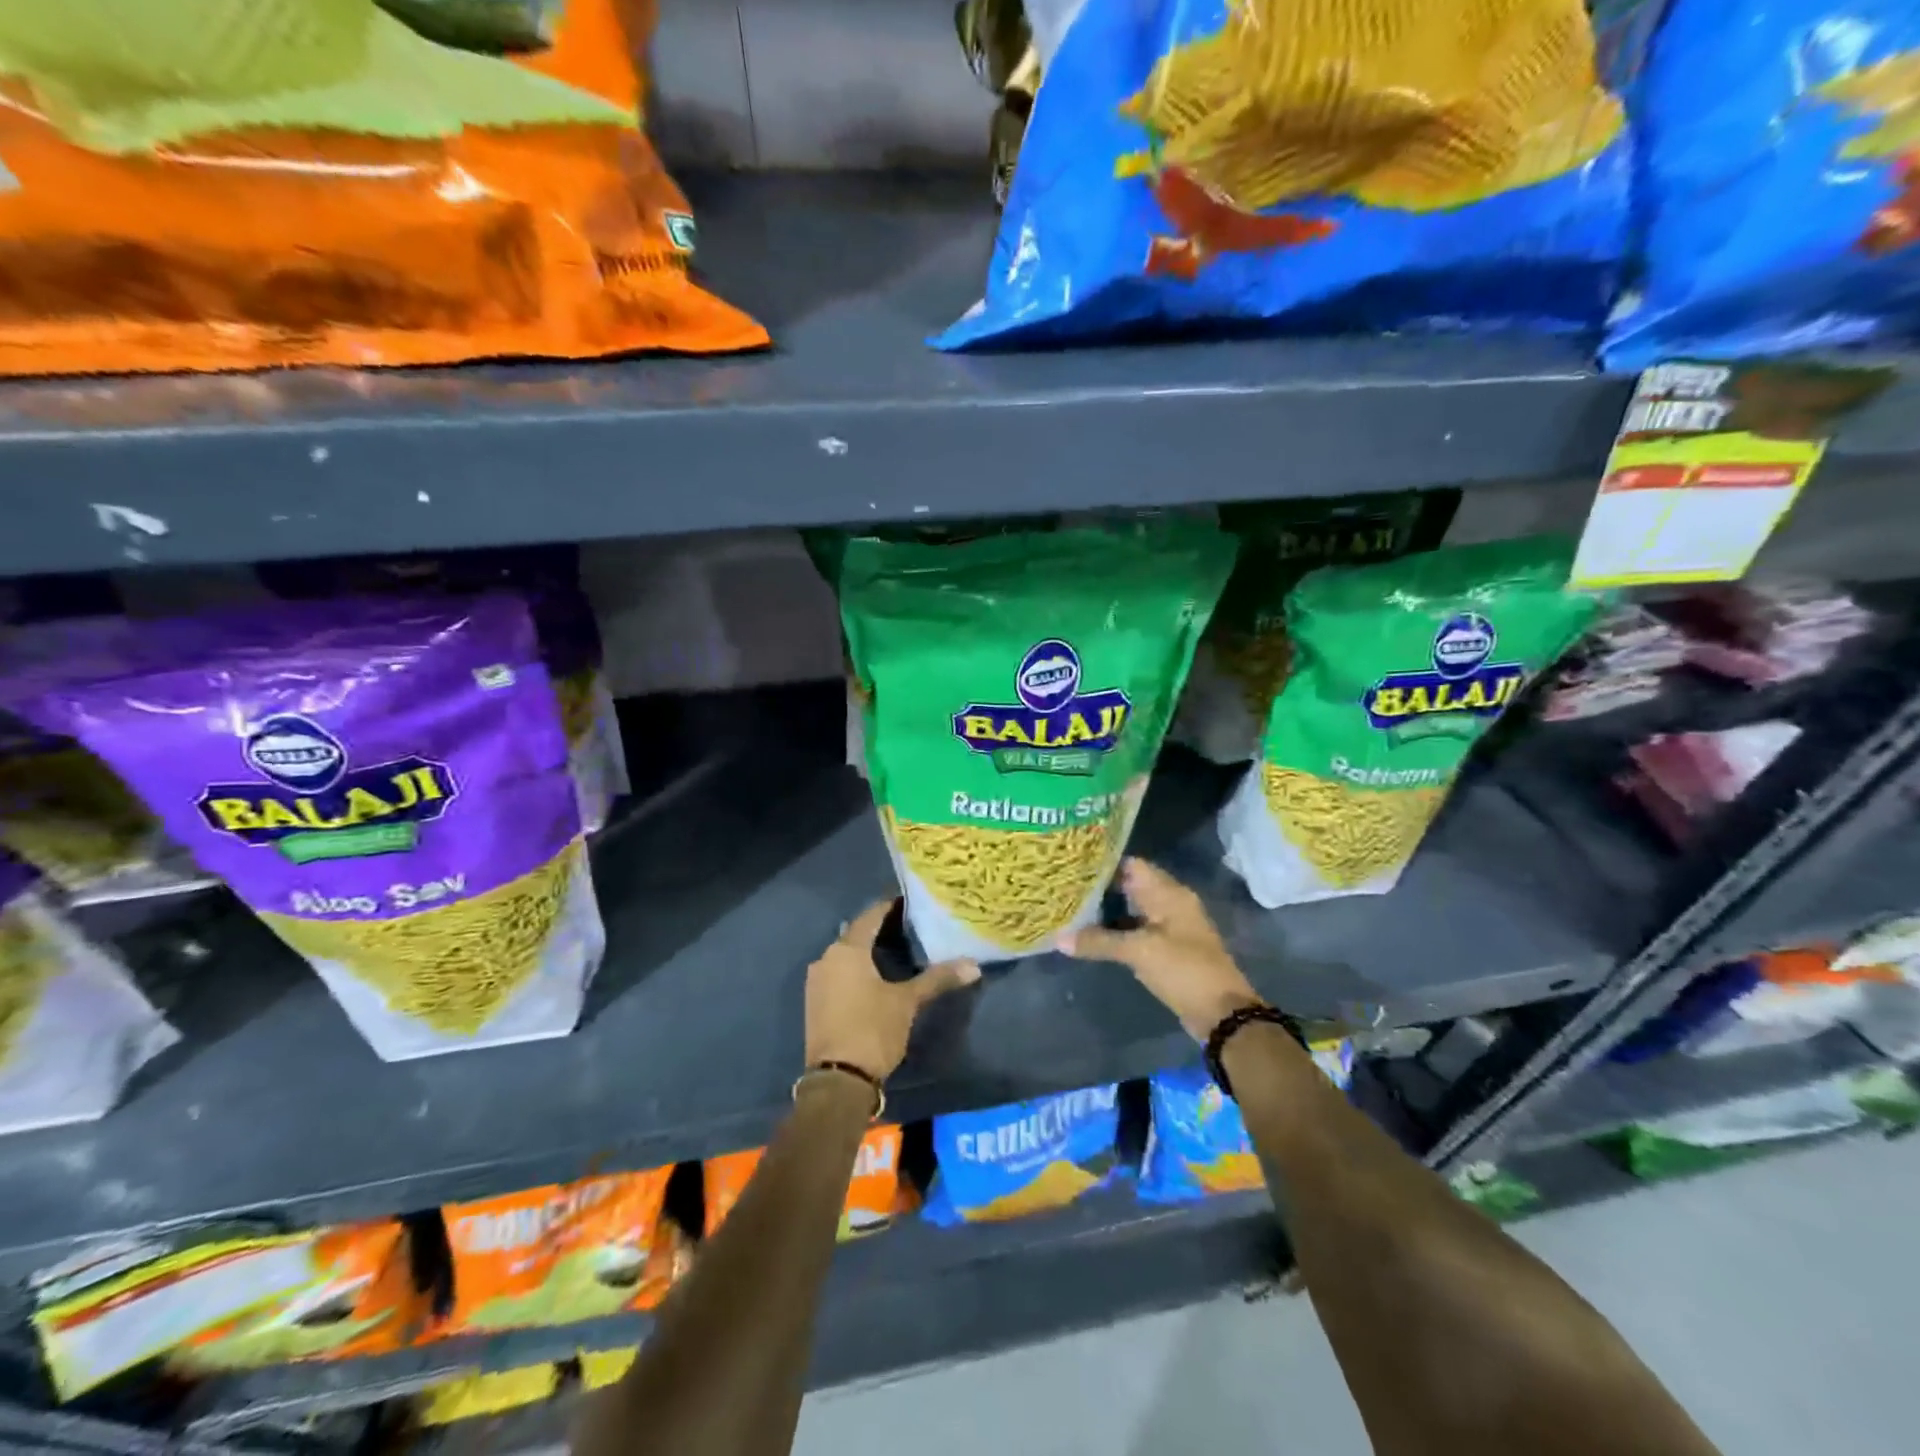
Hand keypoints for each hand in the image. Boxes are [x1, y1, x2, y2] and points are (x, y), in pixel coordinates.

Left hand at [805, 900, 980, 1081]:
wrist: (838, 1080)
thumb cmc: (872, 1030)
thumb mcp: (908, 1002)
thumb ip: (937, 979)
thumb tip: (974, 965)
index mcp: (847, 950)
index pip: (871, 916)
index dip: (890, 907)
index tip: (911, 902)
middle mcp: (826, 958)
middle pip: (856, 934)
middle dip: (880, 929)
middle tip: (909, 927)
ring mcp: (817, 982)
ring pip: (846, 956)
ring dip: (867, 951)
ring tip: (896, 950)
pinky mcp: (815, 1002)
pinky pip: (838, 974)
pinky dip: (856, 970)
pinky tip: (875, 977)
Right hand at [1058, 857, 1260, 1039]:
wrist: (1221, 1013)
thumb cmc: (1184, 969)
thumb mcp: (1139, 952)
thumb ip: (1099, 941)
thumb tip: (1058, 938)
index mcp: (1169, 893)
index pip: (1131, 864)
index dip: (1102, 863)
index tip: (1072, 866)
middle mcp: (1169, 903)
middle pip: (1129, 886)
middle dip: (1099, 888)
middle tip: (1064, 887)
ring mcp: (1169, 926)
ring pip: (1131, 909)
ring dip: (1105, 911)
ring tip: (1070, 908)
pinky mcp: (1165, 948)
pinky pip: (1135, 930)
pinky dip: (1115, 930)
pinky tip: (1089, 935)